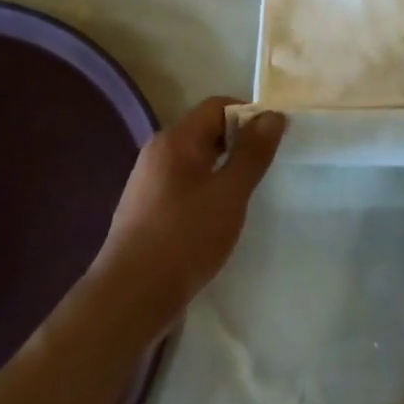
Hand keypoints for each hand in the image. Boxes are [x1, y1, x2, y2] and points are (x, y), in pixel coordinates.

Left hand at [91, 97, 285, 328]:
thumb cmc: (185, 238)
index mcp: (176, 139)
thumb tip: (272, 116)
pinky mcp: (145, 207)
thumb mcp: (230, 193)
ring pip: (195, 158)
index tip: (272, 140)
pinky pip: (183, 181)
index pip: (218, 106)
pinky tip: (216, 216)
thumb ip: (253, 153)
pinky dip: (205, 186)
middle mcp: (157, 151)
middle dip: (238, 142)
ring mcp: (147, 180)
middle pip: (205, 129)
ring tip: (243, 194)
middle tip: (263, 168)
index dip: (249, 115)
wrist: (130, 298)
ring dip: (222, 167)